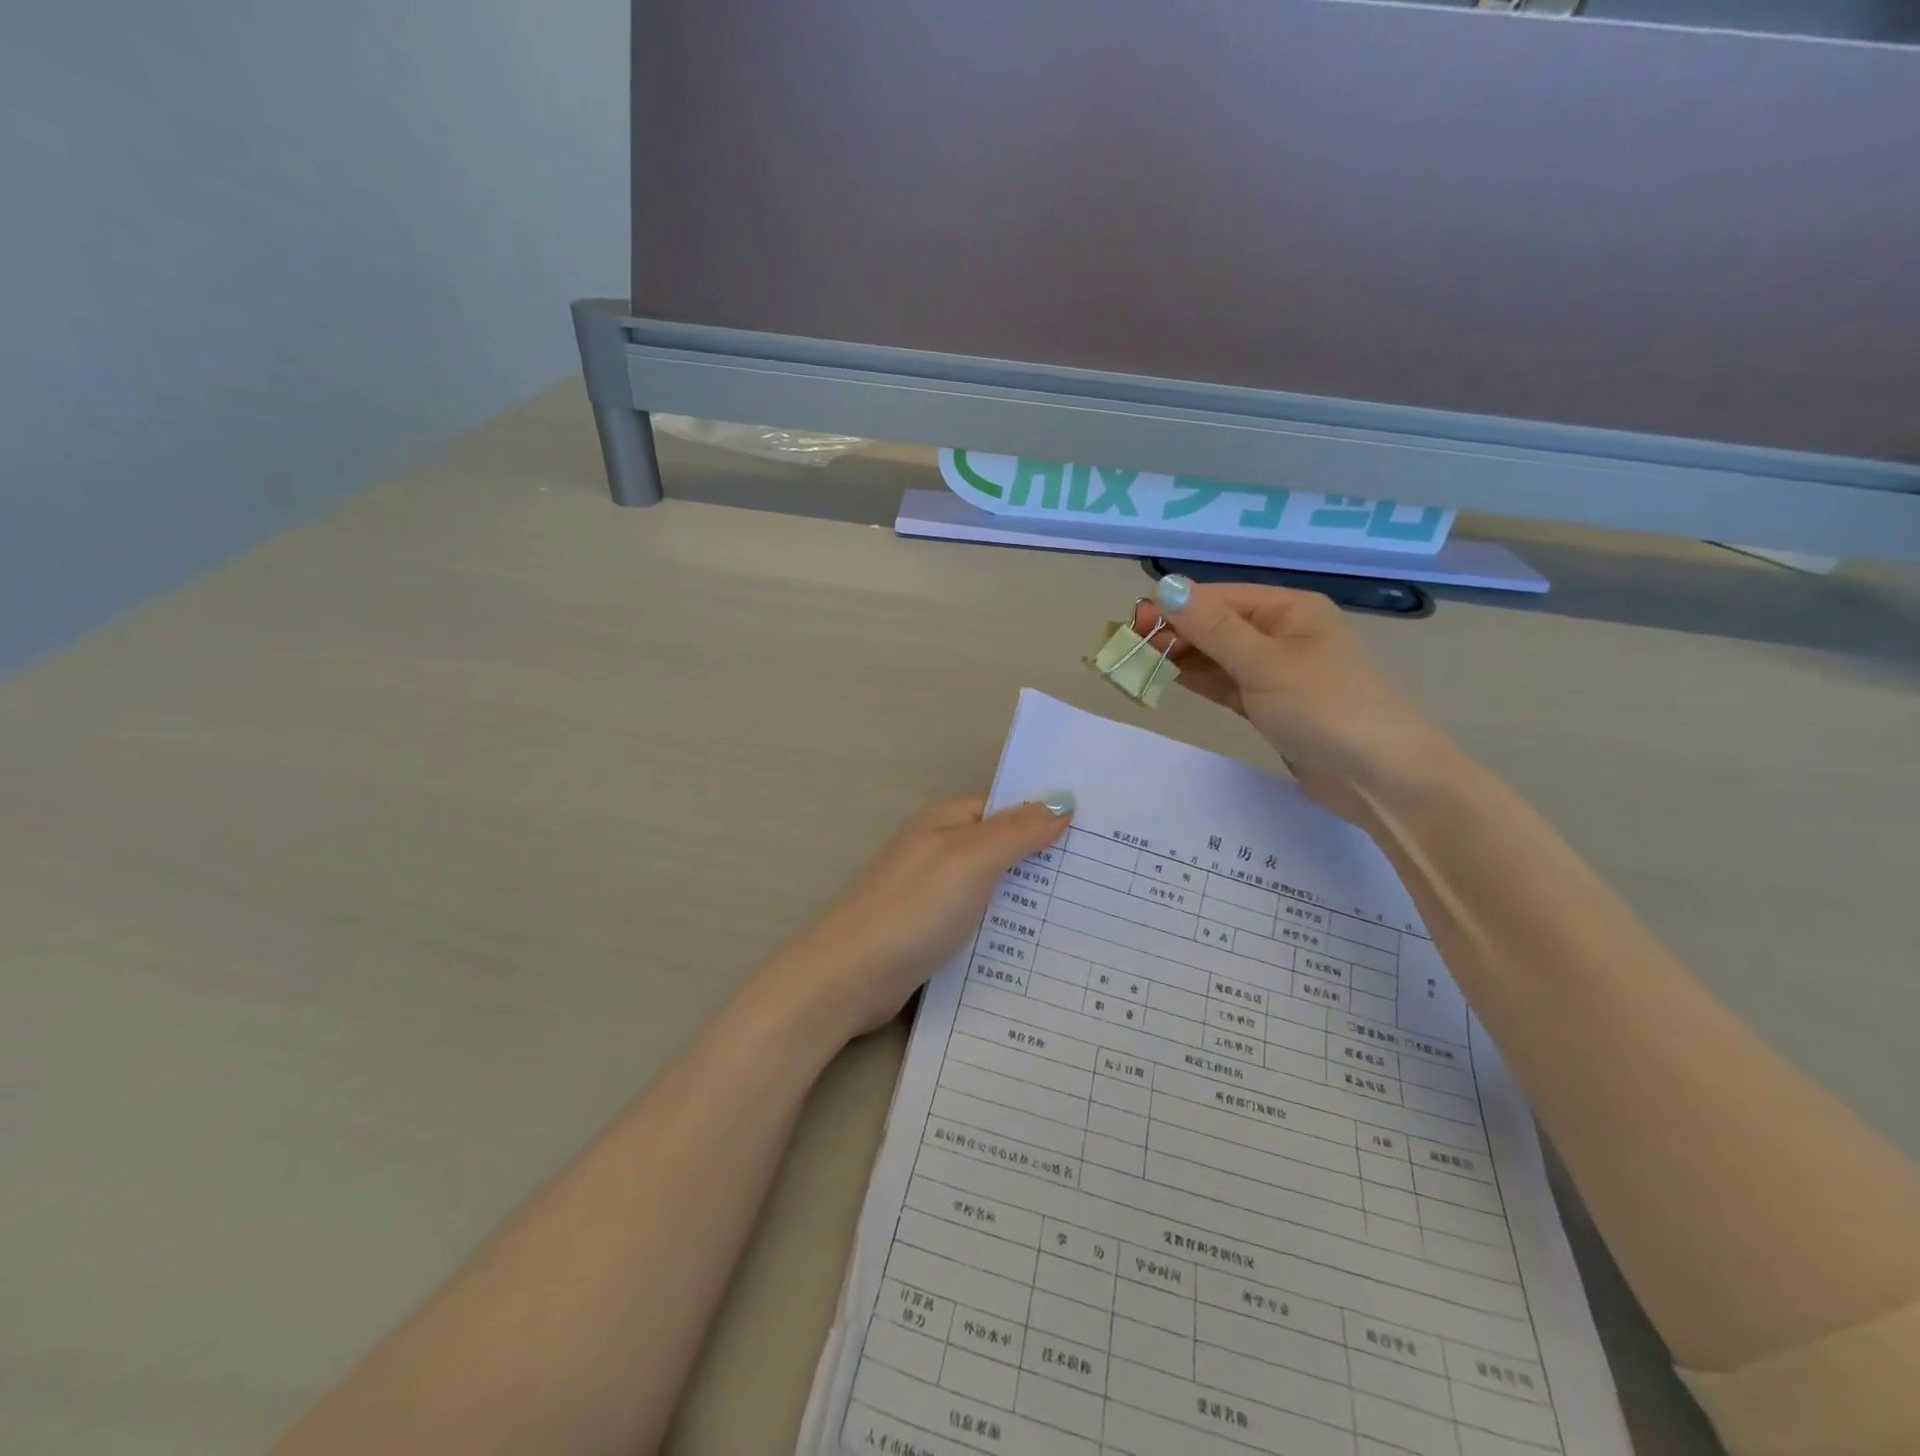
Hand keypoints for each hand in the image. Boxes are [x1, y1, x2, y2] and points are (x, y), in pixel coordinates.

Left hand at [765, 794, 1074, 1041]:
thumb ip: (1017, 831)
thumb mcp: (971, 860)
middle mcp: (942, 849)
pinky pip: (982, 918)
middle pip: (1005, 845)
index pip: (1010, 806)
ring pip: (996, 884)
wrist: (852, 975)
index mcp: (949, 821)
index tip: (1101, 832)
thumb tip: (1062, 800)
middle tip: (1107, 878)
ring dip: (1031, 896)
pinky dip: (1009, 925)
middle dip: (1048, 858)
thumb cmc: (915, 908)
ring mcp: (936, 891)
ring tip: (1088, 912)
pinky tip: (1041, 945)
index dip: (1050, 814)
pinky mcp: (934, 929)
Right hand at [1134, 577, 1462, 825]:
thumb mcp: (1264, 664)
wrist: (1380, 779)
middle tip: (1128, 649)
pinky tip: (1168, 679)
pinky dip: (1198, 680)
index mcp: (1289, 610)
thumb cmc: (1326, 708)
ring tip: (1138, 664)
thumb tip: (1166, 586)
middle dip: (1174, 632)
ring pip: (1217, 656)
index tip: (1132, 623)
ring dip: (1181, 657)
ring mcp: (1276, 672)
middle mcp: (1282, 634)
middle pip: (1216, 625)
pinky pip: (1225, 684)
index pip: (1219, 599)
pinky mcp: (1270, 706)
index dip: (1174, 607)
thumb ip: (1211, 628)